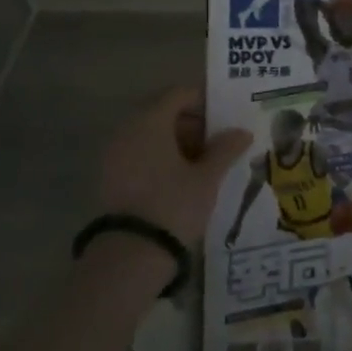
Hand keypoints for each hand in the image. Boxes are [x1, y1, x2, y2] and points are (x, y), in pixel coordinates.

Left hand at [98, 87, 249, 246]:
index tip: (224, 121)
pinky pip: (137, 154)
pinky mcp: (108, 178)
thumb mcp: (207, 177)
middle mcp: (127, 130)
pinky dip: (158, 159)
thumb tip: (242, 132)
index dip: (204, 102)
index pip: (179, 94)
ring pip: (149, 135)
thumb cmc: (173, 205)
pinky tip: (178, 181)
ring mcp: (113, 154)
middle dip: (191, 125)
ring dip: (175, 143)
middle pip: (162, 113)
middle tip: (216, 145)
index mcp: (150, 121)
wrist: (129, 256)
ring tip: (201, 167)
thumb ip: (225, 149)